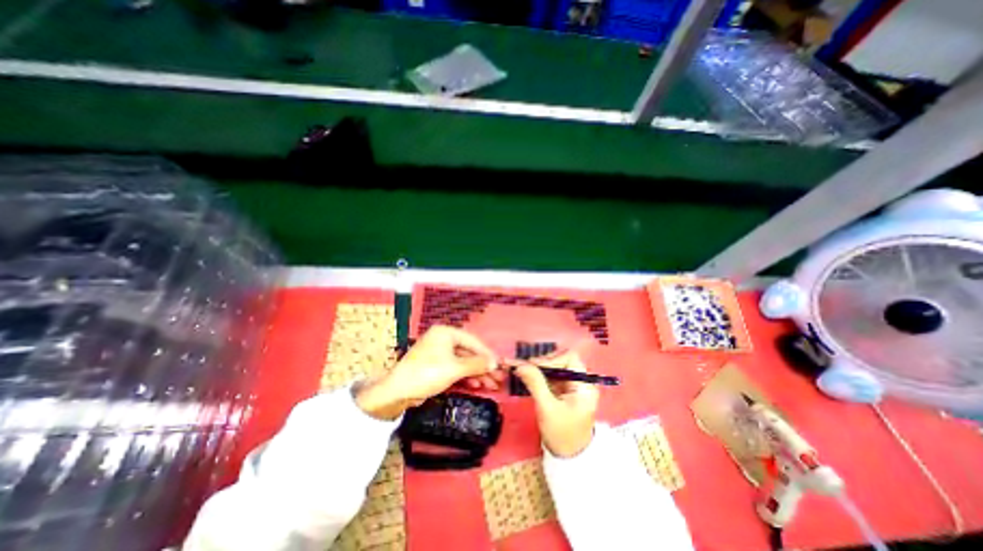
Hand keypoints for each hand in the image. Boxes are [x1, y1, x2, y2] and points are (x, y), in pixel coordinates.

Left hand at [356, 326, 505, 419]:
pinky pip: (455, 368)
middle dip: (483, 366)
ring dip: (476, 373)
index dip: (487, 353)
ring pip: (462, 361)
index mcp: (446, 333)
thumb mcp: (455, 368)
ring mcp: (438, 353)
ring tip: (490, 384)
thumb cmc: (428, 373)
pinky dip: (465, 376)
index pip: (472, 341)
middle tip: (497, 377)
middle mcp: (443, 339)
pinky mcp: (435, 366)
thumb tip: (495, 363)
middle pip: (468, 352)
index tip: (499, 364)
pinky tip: (476, 384)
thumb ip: (476, 364)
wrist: (398, 392)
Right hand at [515, 350, 599, 457]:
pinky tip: (527, 377)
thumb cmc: (562, 435)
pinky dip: (539, 375)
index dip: (550, 359)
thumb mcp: (547, 408)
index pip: (569, 358)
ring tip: (522, 370)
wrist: (569, 458)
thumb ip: (535, 383)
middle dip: (542, 363)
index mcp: (585, 384)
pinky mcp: (565, 390)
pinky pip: (552, 376)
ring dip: (539, 368)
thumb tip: (519, 364)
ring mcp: (574, 385)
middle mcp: (582, 380)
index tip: (532, 366)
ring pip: (555, 367)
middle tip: (524, 368)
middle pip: (561, 360)